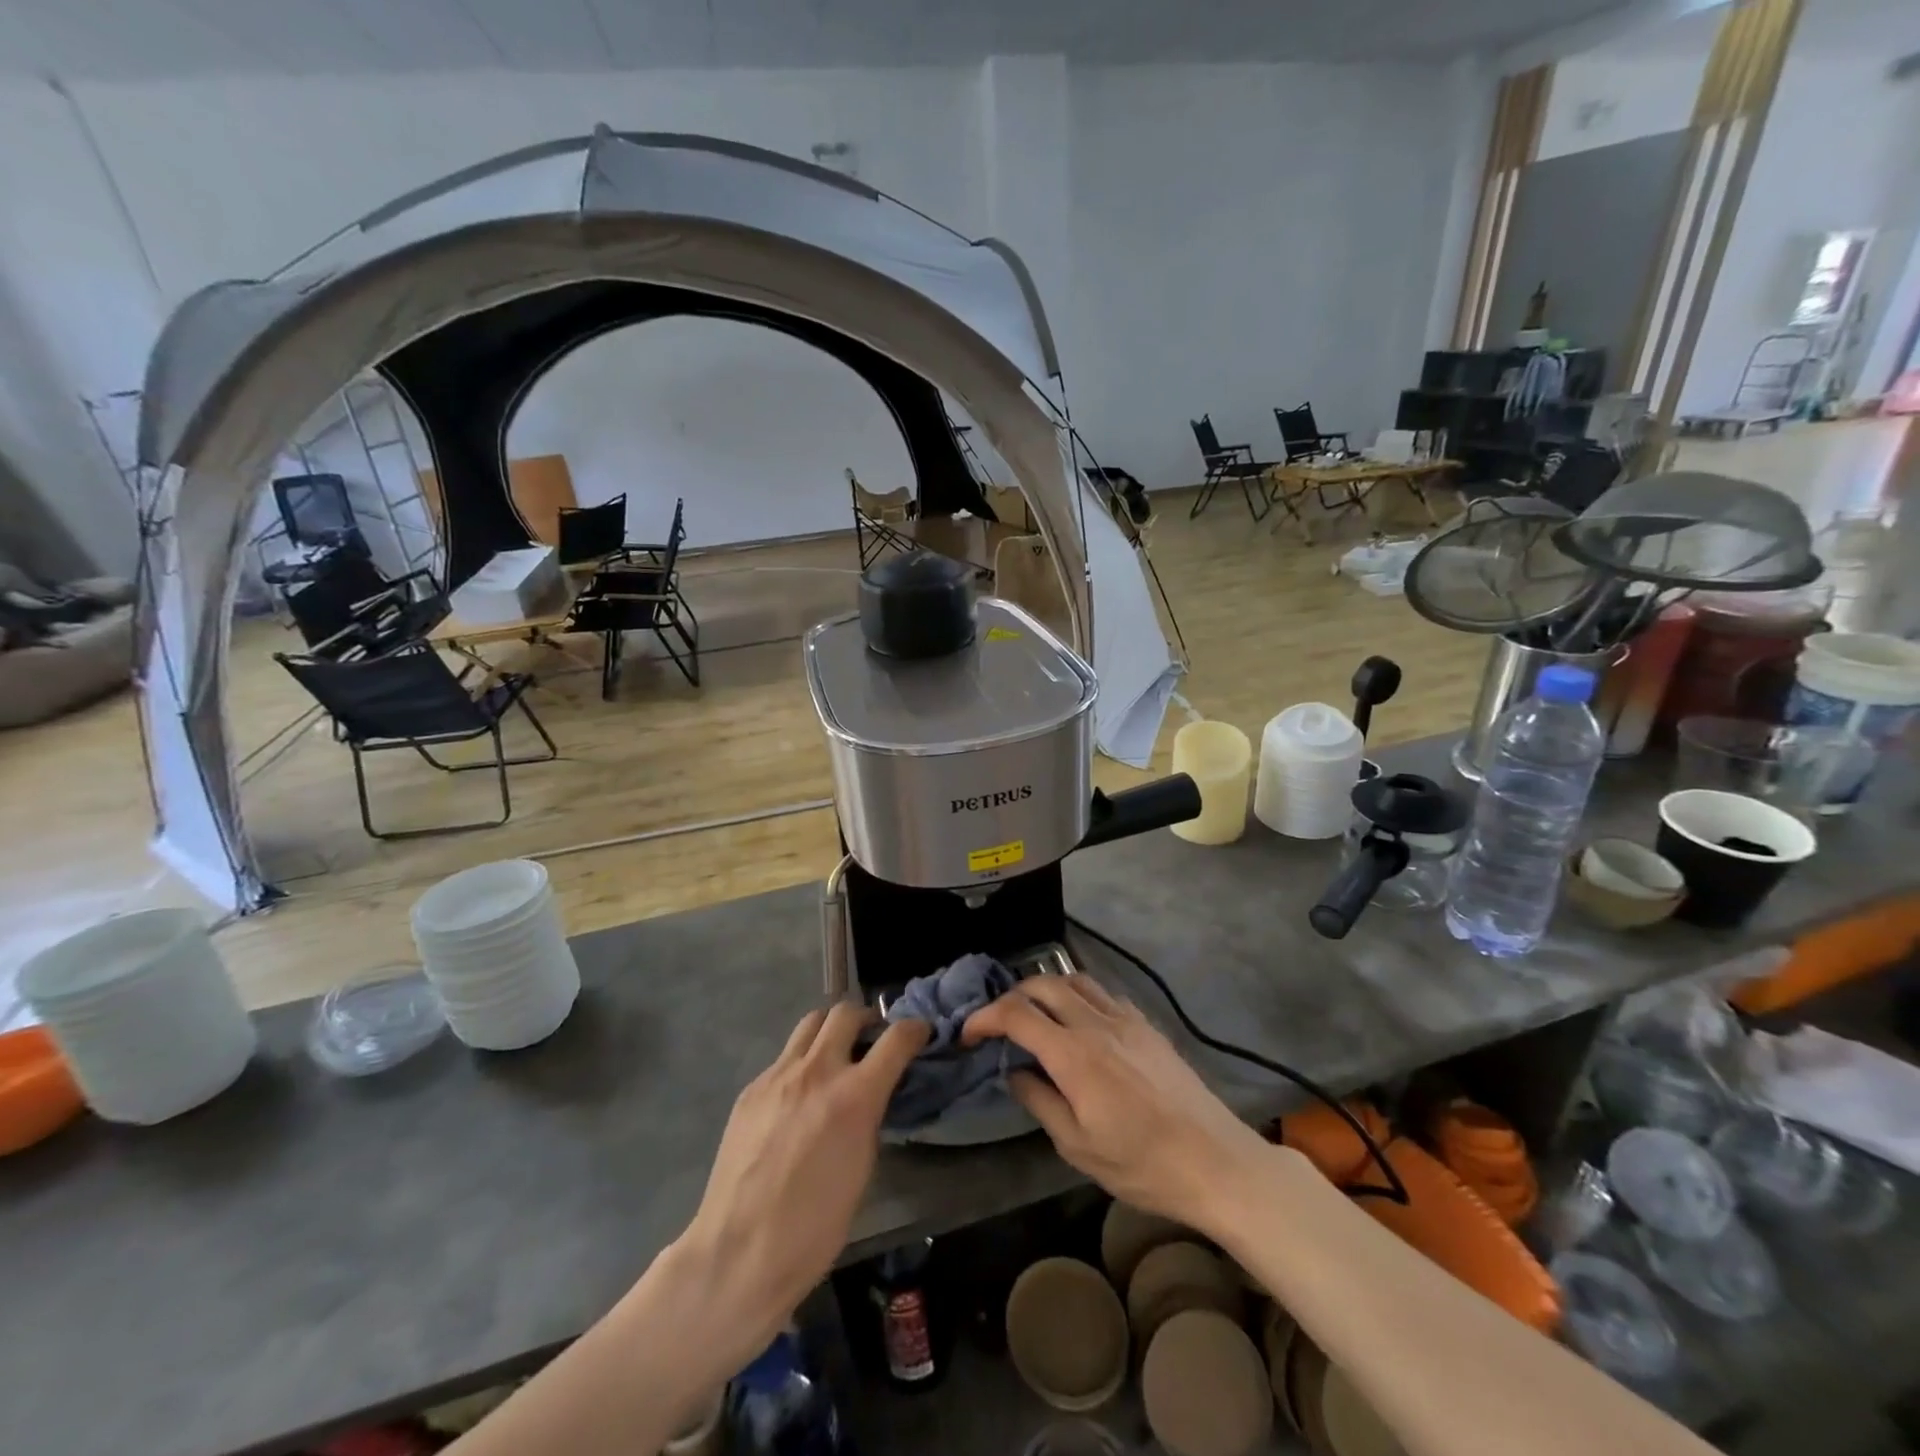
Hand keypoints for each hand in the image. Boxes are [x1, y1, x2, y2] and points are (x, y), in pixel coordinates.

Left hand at [670, 1004, 928, 1369]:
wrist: (737, 1254)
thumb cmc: (813, 1228)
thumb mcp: (862, 1169)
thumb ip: (869, 1117)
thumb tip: (871, 1094)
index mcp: (854, 1096)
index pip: (896, 1039)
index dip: (914, 1030)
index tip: (920, 1032)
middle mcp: (817, 1072)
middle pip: (846, 1013)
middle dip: (866, 1019)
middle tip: (872, 1039)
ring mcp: (778, 1076)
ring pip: (810, 1023)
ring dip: (830, 1031)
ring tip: (834, 1055)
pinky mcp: (751, 1089)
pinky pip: (783, 1058)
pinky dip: (800, 1063)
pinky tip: (798, 1097)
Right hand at [963, 976, 1267, 1229]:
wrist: (1214, 1161)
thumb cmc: (1141, 1164)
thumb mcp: (1077, 1147)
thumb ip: (1039, 1101)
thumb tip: (1015, 1072)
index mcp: (1073, 1054)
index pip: (1016, 1014)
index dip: (984, 1017)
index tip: (968, 1034)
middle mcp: (1095, 1023)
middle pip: (1042, 985)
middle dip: (1011, 997)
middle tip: (998, 1023)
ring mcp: (1125, 1019)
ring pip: (1074, 979)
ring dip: (1045, 989)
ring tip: (1035, 1014)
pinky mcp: (1146, 1024)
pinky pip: (1103, 993)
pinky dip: (1079, 995)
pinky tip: (1080, 1021)